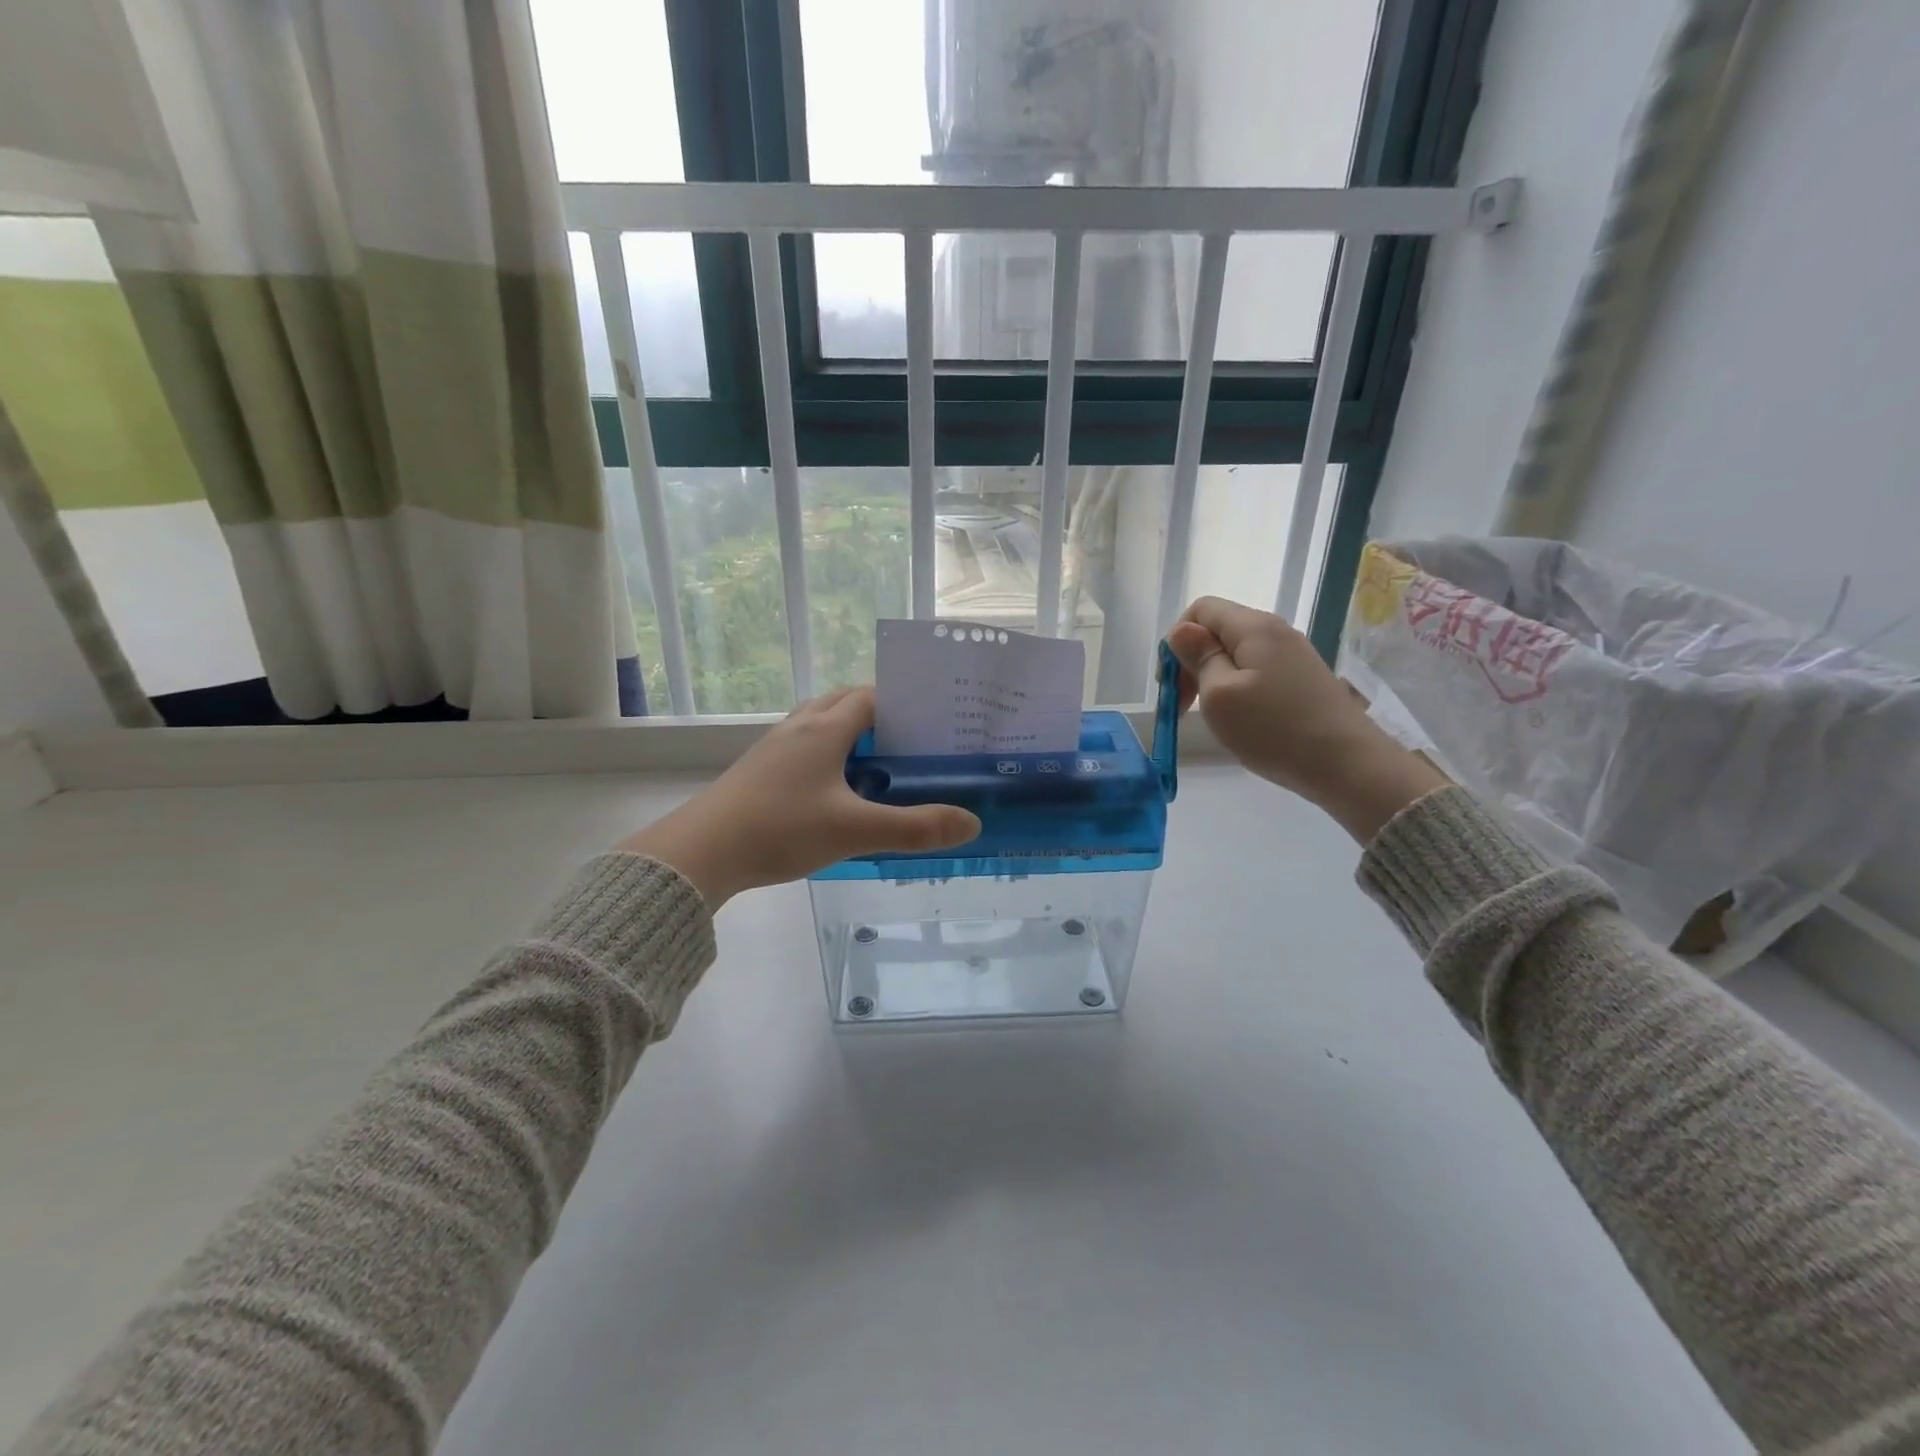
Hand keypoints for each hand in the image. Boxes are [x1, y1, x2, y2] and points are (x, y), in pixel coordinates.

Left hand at [616, 686, 980, 907]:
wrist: (701, 851)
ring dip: (847, 732)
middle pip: (842, 702)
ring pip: (818, 723)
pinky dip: (825, 752)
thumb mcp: (855, 831)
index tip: (930, 723)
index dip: (902, 703)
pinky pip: (800, 746)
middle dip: (877, 713)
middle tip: (909, 742)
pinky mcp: (757, 769)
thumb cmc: (781, 830)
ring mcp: (773, 747)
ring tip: (877, 763)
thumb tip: (972, 823)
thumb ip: (915, 828)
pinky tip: (834, 787)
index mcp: (825, 729)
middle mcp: (798, 728)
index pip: (870, 697)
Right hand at [1166, 597, 1447, 843]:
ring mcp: (1294, 655)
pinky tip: (1242, 720)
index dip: (1177, 640)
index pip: (1200, 610)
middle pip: (1219, 631)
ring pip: (1237, 654)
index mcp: (1253, 627)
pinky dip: (1238, 690)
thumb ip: (1198, 657)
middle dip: (1192, 662)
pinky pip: (1257, 672)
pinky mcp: (1304, 679)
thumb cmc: (1274, 729)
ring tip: (1213, 716)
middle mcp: (1276, 631)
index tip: (1170, 683)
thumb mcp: (1219, 695)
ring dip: (1213, 679)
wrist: (1348, 765)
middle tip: (1183, 706)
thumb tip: (1182, 631)